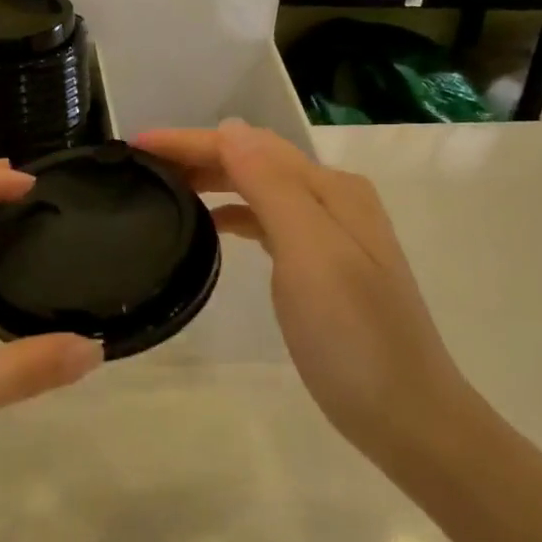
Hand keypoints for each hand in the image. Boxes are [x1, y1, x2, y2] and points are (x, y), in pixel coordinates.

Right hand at [137, 121, 469, 459]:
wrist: (405, 413)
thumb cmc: (352, 334)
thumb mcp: (310, 253)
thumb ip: (271, 186)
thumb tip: (230, 128)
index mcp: (330, 189)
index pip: (248, 146)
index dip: (191, 140)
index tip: (137, 144)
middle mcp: (331, 199)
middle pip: (254, 160)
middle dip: (197, 154)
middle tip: (140, 164)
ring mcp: (329, 233)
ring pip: (258, 188)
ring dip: (212, 178)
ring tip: (164, 186)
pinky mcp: (320, 265)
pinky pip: (267, 220)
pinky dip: (233, 212)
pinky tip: (211, 225)